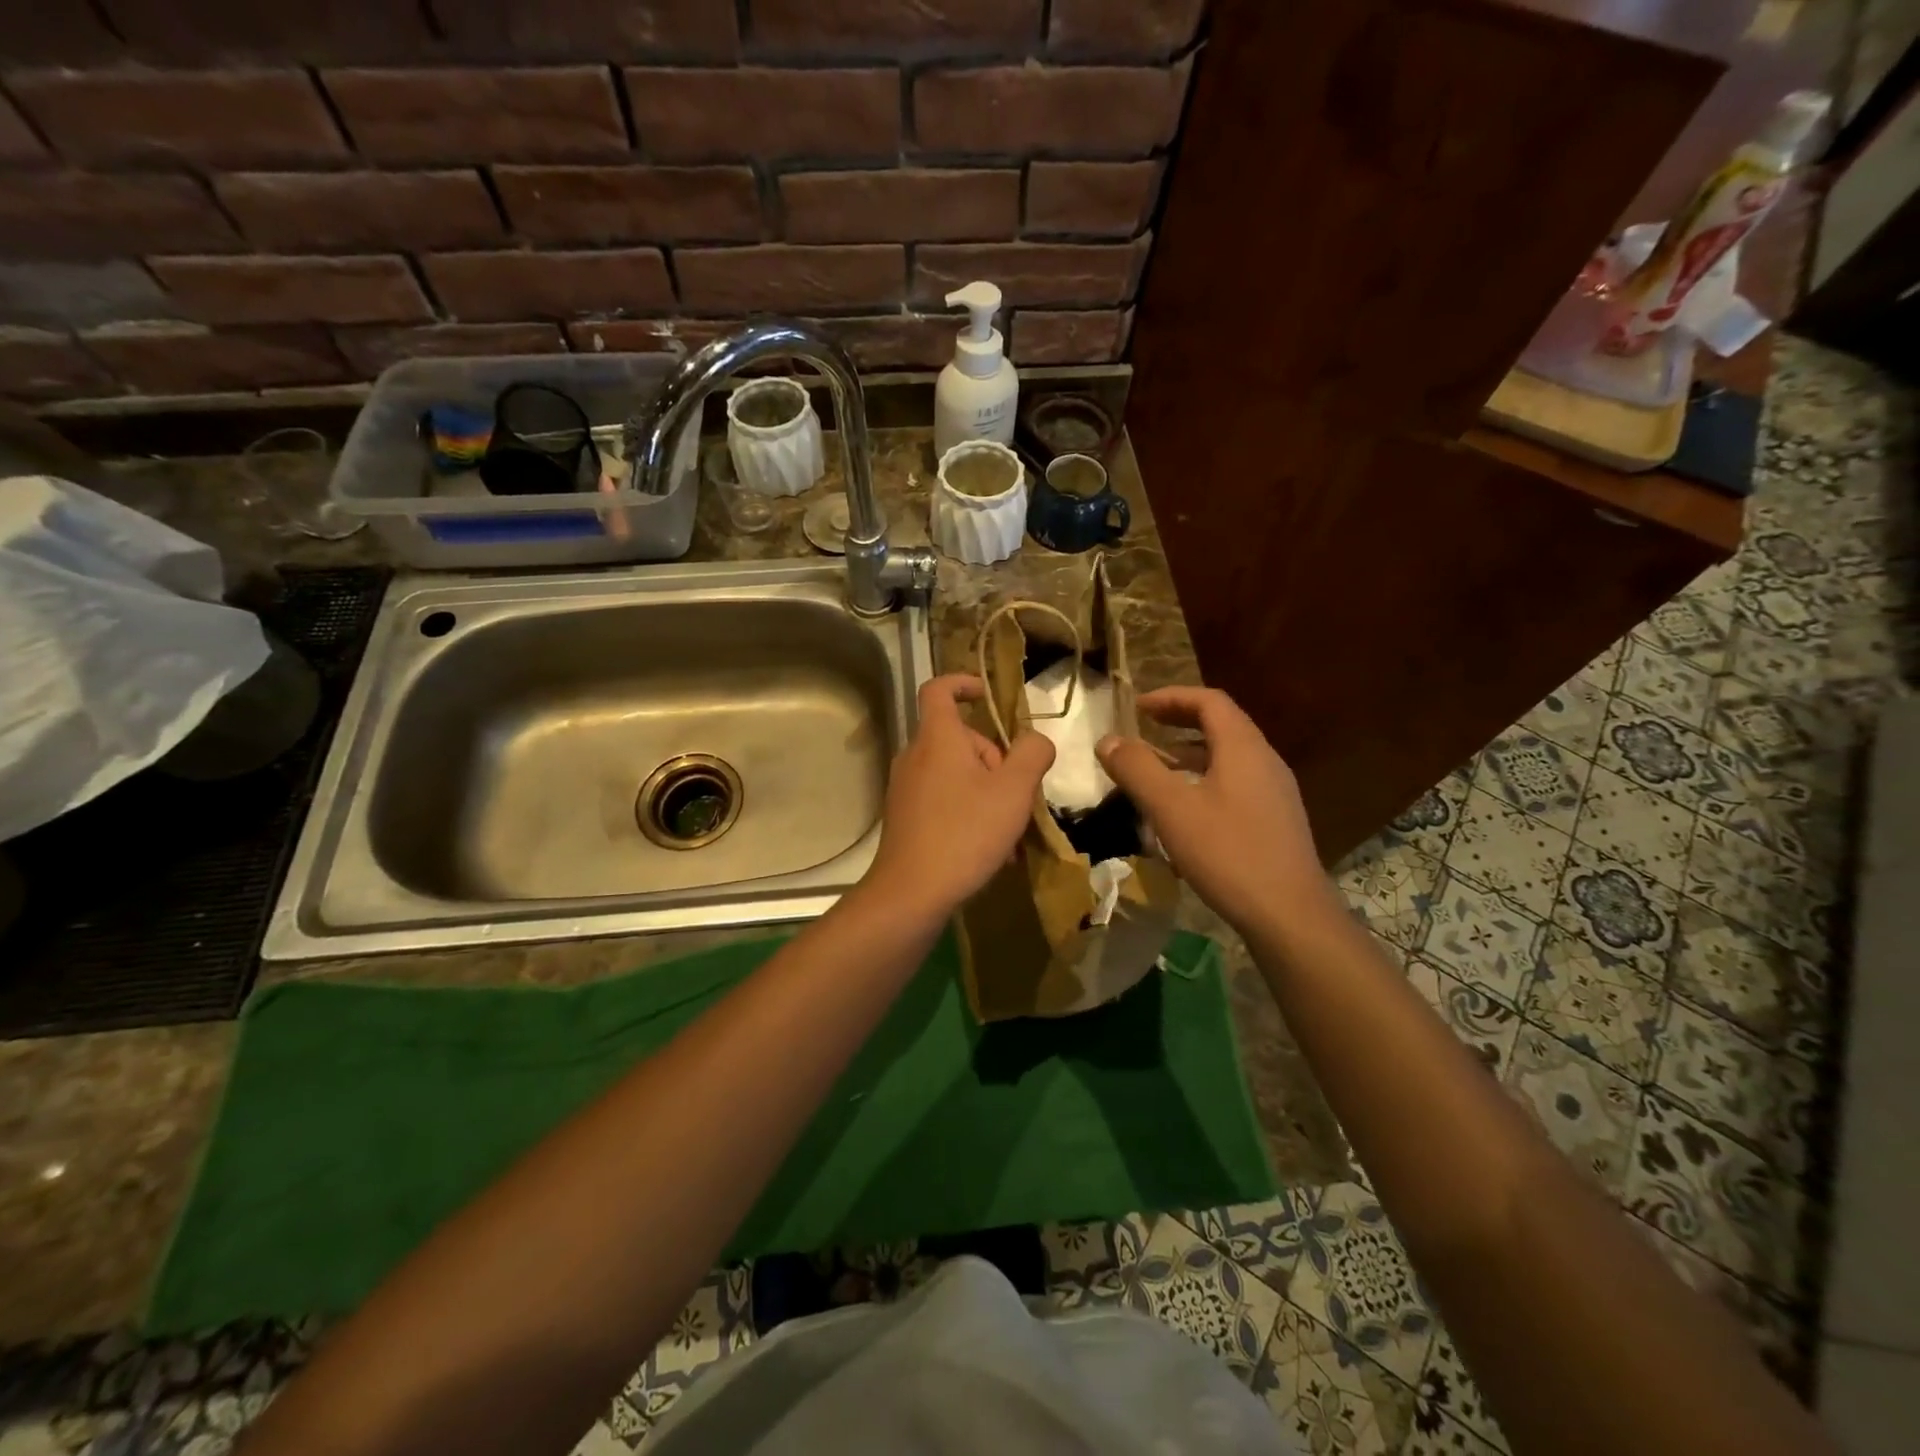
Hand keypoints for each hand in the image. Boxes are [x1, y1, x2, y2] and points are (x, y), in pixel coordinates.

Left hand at [864, 675, 1054, 919]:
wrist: (911, 893)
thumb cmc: (965, 832)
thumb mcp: (1014, 790)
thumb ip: (1032, 754)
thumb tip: (1036, 741)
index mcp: (937, 738)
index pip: (939, 689)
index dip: (963, 683)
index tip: (988, 696)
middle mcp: (915, 756)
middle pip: (959, 739)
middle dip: (994, 759)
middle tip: (1016, 794)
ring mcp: (906, 788)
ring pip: (955, 775)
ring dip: (987, 793)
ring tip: (1010, 833)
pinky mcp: (905, 818)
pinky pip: (944, 801)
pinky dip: (969, 813)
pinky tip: (991, 851)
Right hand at [1096, 686, 1338, 938]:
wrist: (1290, 914)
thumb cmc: (1228, 853)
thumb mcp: (1171, 809)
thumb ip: (1137, 769)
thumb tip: (1108, 740)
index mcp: (1243, 748)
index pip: (1209, 701)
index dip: (1171, 697)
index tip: (1137, 706)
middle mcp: (1265, 760)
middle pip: (1222, 724)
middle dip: (1180, 720)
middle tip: (1145, 728)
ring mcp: (1275, 791)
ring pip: (1229, 755)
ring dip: (1191, 751)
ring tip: (1158, 765)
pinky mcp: (1276, 819)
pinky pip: (1236, 781)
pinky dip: (1205, 777)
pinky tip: (1186, 808)